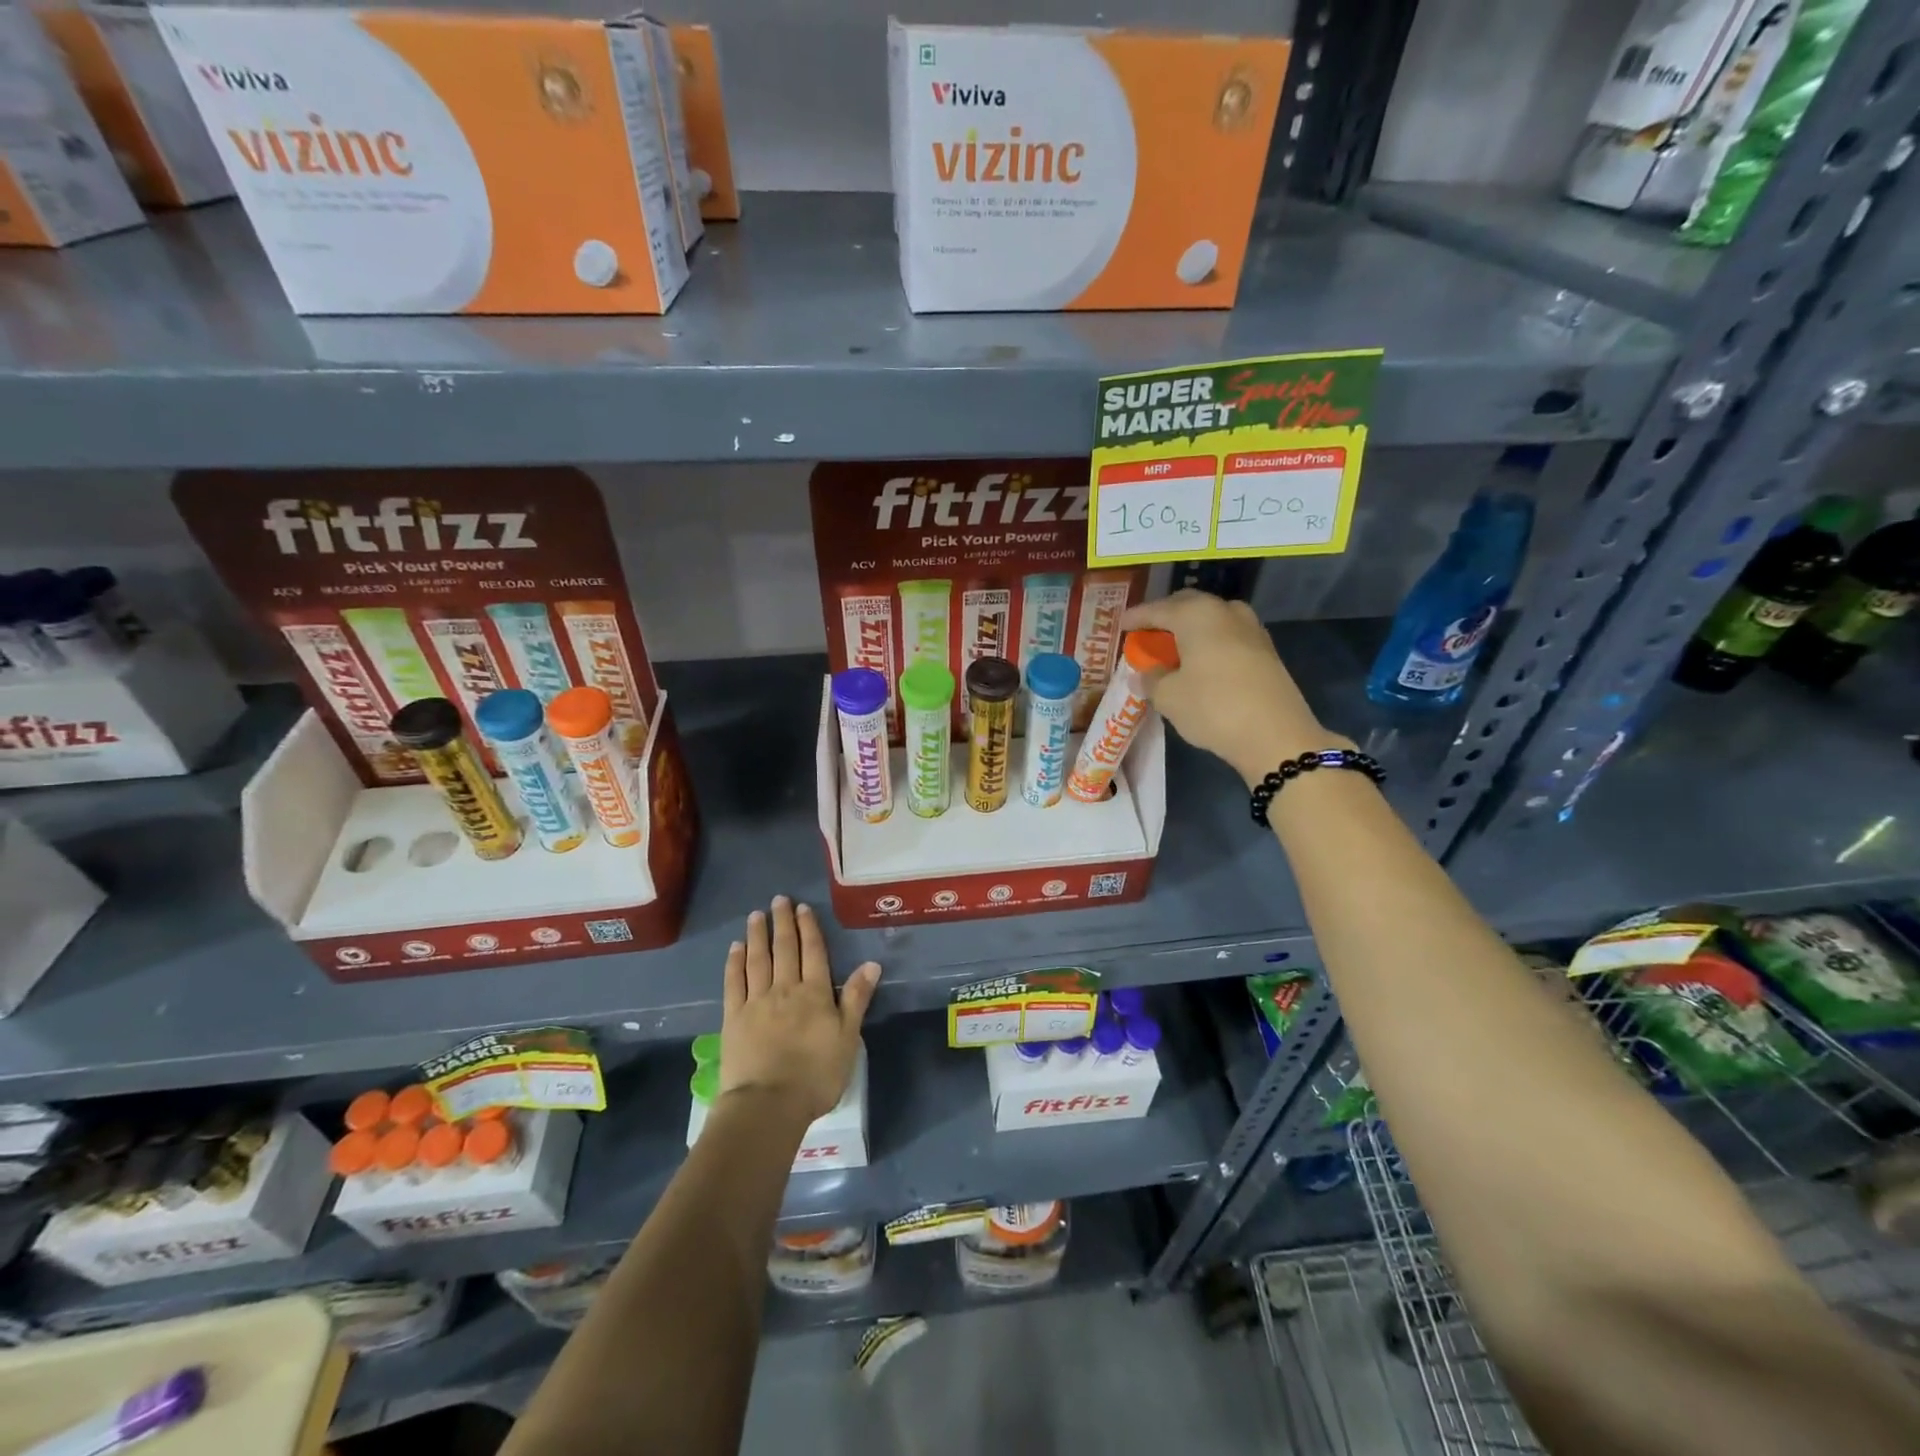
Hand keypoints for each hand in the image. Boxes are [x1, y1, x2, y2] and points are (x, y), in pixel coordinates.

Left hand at [720, 896, 880, 1124]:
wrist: (768, 1104)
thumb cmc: (816, 1075)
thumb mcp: (848, 1038)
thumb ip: (857, 999)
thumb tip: (871, 964)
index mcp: (814, 993)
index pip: (813, 953)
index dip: (809, 928)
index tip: (802, 908)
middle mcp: (785, 989)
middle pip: (784, 949)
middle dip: (783, 923)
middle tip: (779, 900)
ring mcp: (756, 1002)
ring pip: (757, 960)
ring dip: (758, 935)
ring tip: (756, 915)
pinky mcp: (733, 1018)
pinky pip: (734, 983)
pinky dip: (735, 963)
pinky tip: (735, 948)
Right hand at [1121, 591, 1349, 785]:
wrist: (1276, 735)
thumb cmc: (1213, 708)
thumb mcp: (1169, 697)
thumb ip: (1150, 679)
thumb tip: (1142, 673)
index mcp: (1196, 615)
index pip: (1157, 609)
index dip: (1136, 618)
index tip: (1121, 625)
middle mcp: (1225, 611)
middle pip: (1188, 605)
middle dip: (1165, 616)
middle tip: (1147, 633)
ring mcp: (1250, 628)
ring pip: (1211, 618)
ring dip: (1190, 628)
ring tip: (1174, 647)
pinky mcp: (1265, 650)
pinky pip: (1227, 635)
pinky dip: (1209, 641)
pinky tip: (1201, 661)